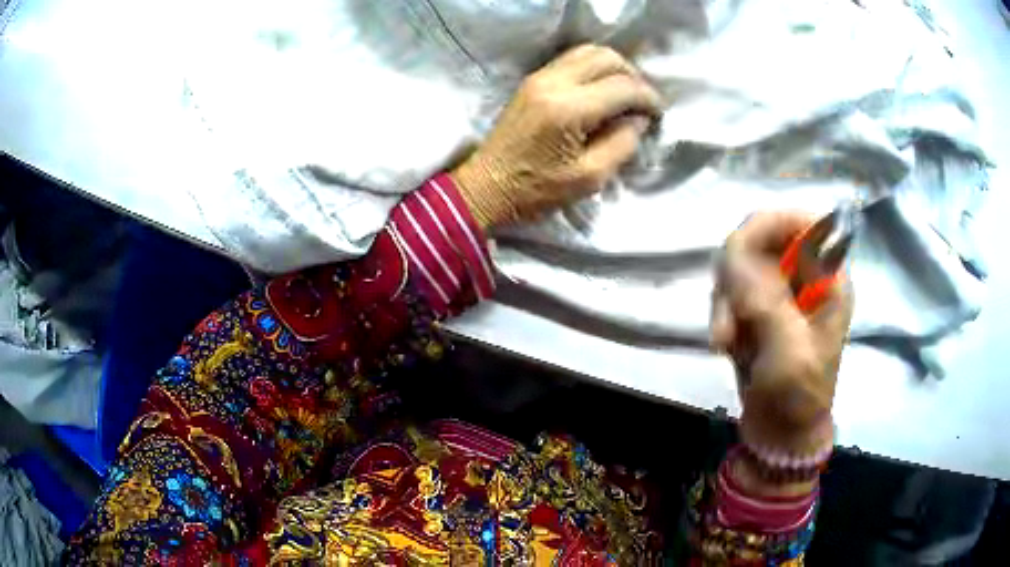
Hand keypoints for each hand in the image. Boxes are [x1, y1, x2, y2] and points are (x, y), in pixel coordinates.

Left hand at [452, 44, 660, 227]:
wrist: (486, 187)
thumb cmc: (536, 191)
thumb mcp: (589, 178)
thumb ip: (622, 144)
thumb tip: (639, 119)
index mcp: (568, 109)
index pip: (622, 86)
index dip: (648, 97)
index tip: (659, 113)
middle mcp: (552, 82)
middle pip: (606, 57)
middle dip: (633, 76)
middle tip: (643, 102)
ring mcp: (538, 77)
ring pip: (588, 51)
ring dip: (613, 67)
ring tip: (625, 94)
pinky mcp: (531, 80)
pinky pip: (571, 59)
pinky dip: (593, 67)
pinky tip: (601, 90)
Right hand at [711, 212, 853, 458]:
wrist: (780, 436)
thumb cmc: (798, 396)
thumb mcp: (788, 350)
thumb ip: (765, 299)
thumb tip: (732, 253)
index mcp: (828, 279)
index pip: (802, 222)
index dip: (769, 225)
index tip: (737, 250)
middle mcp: (805, 279)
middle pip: (763, 241)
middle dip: (738, 275)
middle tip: (728, 314)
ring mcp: (780, 295)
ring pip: (740, 268)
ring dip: (726, 301)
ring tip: (725, 340)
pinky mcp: (759, 313)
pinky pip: (731, 293)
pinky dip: (723, 315)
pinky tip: (726, 344)